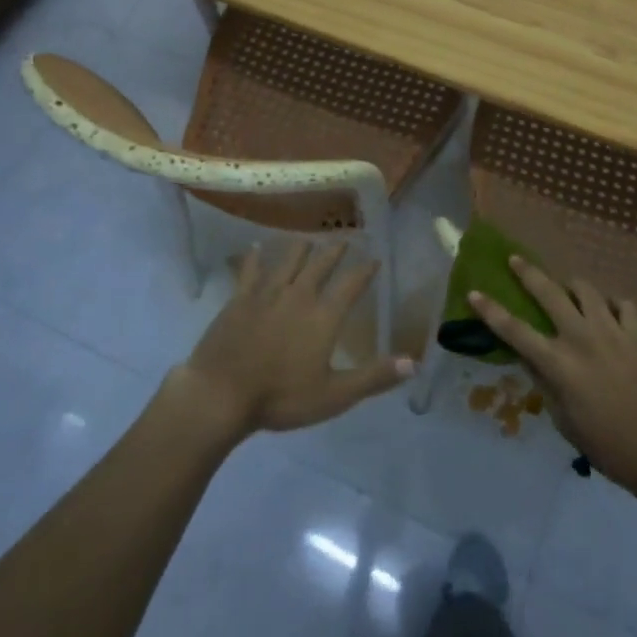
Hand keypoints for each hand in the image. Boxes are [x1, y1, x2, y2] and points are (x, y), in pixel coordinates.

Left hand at [167, 240, 413, 441]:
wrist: (222, 393)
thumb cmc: (281, 397)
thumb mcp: (335, 395)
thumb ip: (374, 377)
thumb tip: (414, 362)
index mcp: (323, 316)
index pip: (351, 285)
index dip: (364, 270)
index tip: (375, 258)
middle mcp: (298, 295)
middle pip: (320, 265)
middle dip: (334, 251)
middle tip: (344, 239)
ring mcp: (266, 293)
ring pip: (287, 261)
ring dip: (300, 249)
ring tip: (308, 239)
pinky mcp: (239, 298)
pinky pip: (250, 270)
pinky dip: (254, 257)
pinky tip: (255, 247)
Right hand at [468, 258, 636, 489]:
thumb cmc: (608, 447)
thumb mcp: (564, 422)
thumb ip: (546, 385)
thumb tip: (532, 360)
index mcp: (558, 364)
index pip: (514, 331)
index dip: (490, 311)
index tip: (474, 293)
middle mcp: (581, 339)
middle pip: (549, 293)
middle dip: (528, 273)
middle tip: (515, 259)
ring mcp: (612, 332)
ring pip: (586, 290)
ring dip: (572, 286)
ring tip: (568, 289)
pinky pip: (622, 304)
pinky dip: (611, 304)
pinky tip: (609, 313)